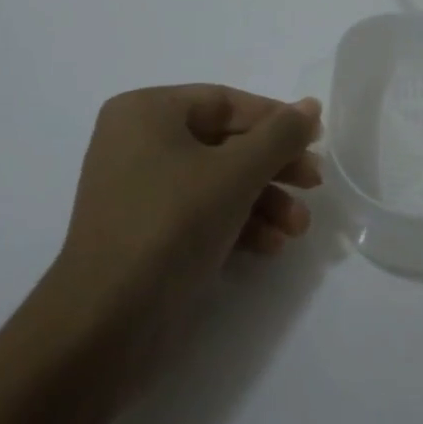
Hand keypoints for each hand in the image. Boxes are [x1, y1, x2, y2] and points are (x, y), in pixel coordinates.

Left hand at [56, 86, 321, 335]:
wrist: (105, 322)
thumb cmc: (171, 224)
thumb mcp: (235, 174)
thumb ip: (279, 136)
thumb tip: (311, 105)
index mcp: (147, 111)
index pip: (225, 102)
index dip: (275, 119)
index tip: (316, 140)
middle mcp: (138, 141)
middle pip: (224, 142)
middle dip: (273, 168)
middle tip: (314, 185)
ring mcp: (140, 188)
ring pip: (217, 181)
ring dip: (263, 201)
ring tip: (299, 228)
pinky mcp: (147, 230)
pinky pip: (200, 211)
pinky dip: (237, 223)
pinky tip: (271, 246)